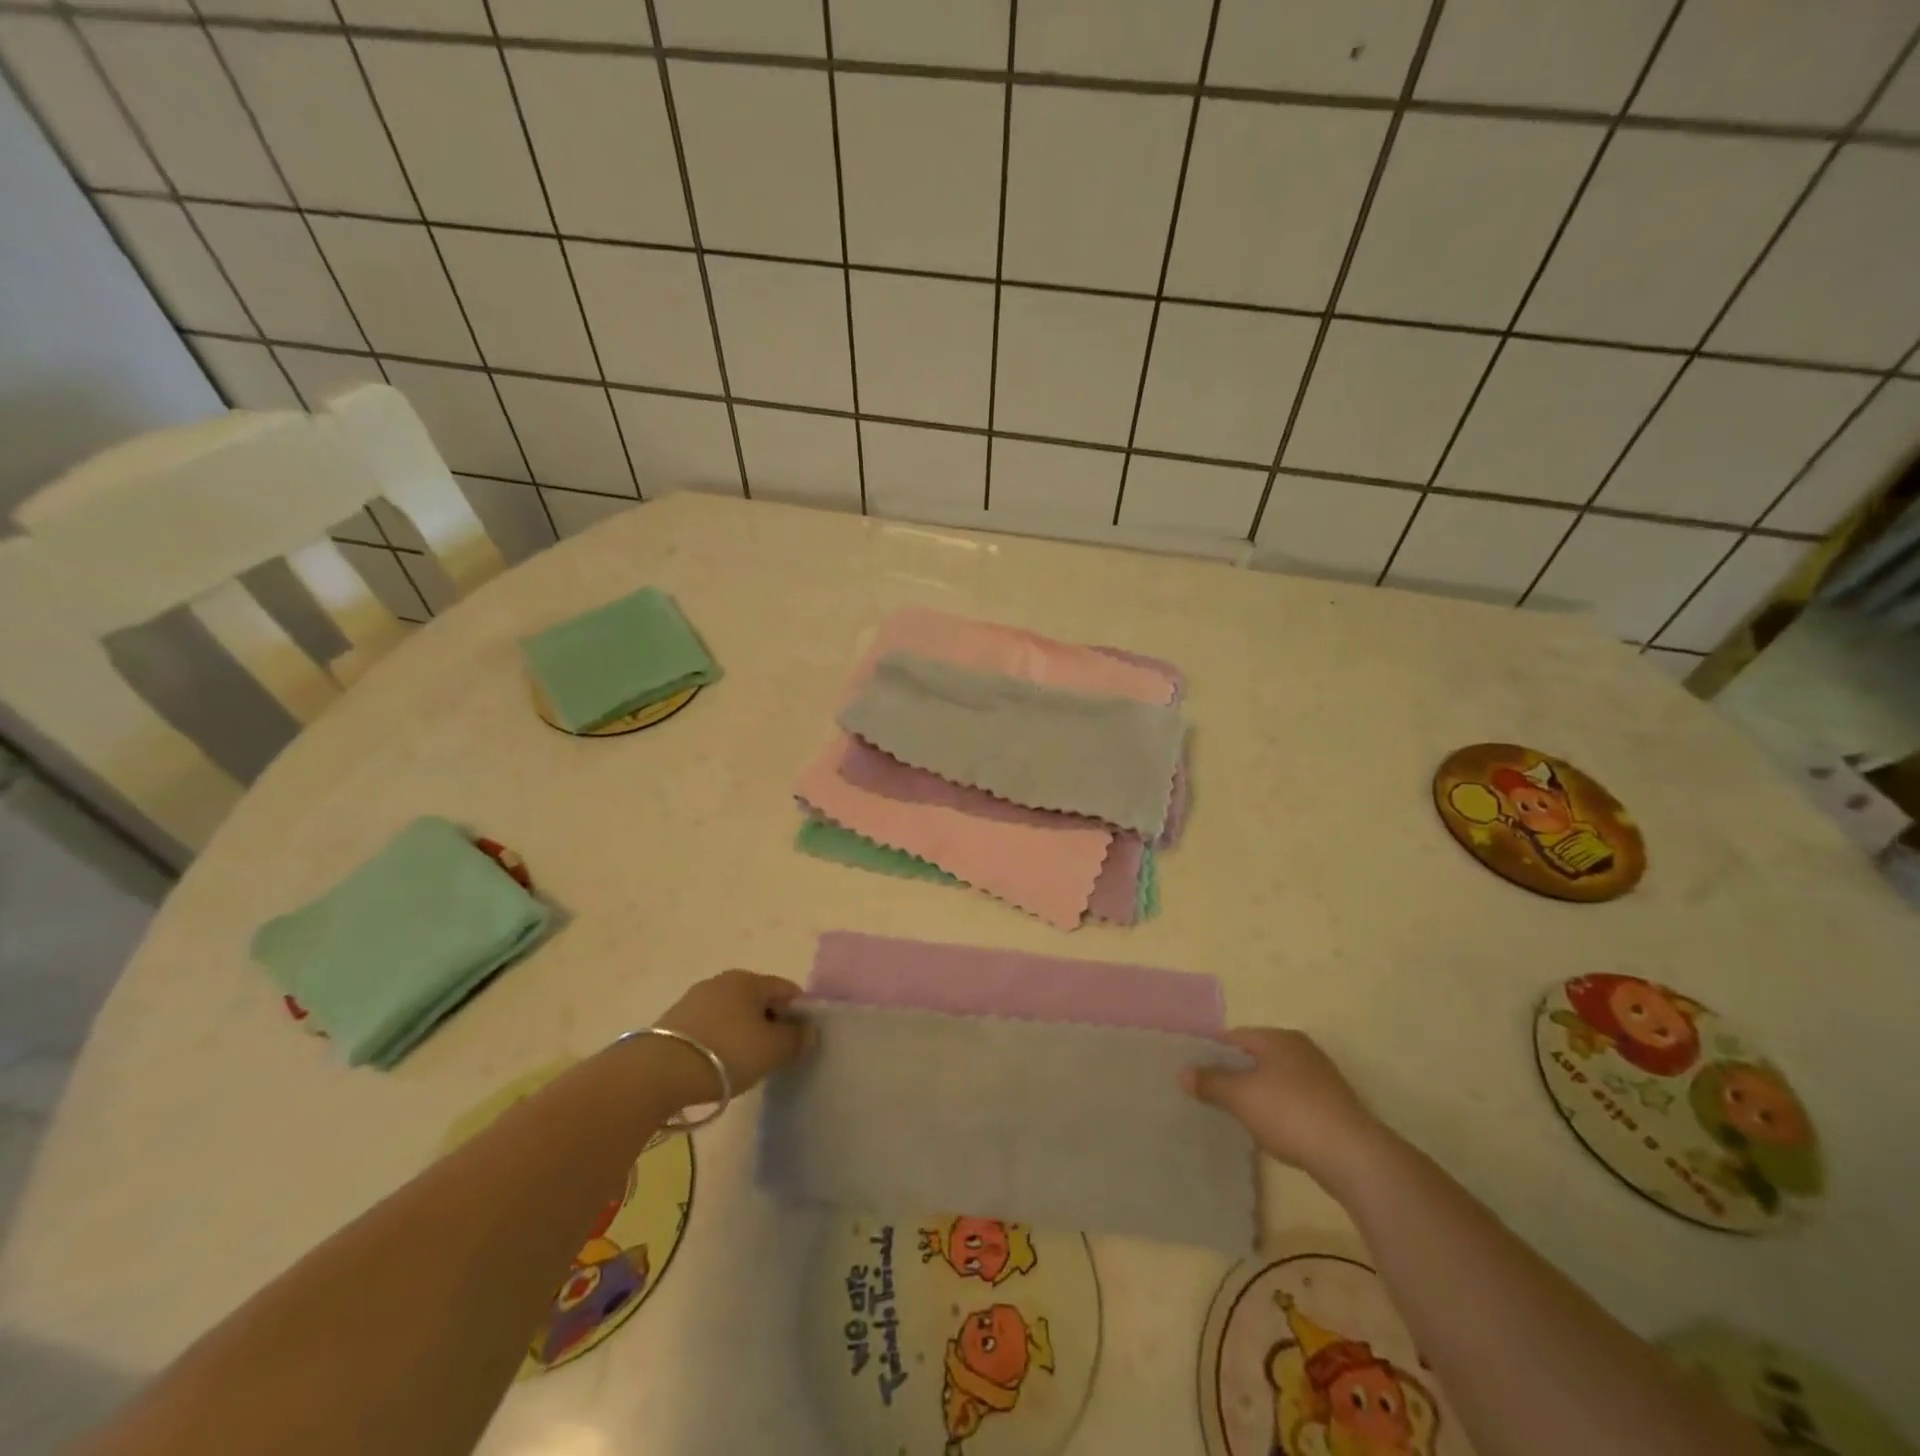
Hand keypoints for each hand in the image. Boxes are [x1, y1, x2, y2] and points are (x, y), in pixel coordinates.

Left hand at [654, 970, 808, 1102]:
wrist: (657, 1073)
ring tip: (743, 1064)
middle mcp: (722, 981)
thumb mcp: (772, 1050)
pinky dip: (719, 1041)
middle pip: (758, 1000)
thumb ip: (796, 1039)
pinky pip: (710, 1026)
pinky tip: (717, 1064)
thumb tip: (809, 1031)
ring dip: (743, 1033)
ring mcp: (695, 999)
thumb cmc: (726, 1054)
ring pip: (733, 1013)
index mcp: (749, 980)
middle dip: (770, 1023)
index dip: (799, 1014)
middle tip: (774, 1055)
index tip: (799, 1042)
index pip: (787, 990)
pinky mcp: (673, 1020)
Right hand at [1183, 1028, 1389, 1185]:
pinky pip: (1293, 1099)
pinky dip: (1278, 1109)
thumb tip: (1183, 1073)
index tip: (1194, 1076)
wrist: (1353, 1156)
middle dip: (1233, 1075)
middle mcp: (1301, 1049)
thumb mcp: (1240, 1097)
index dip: (1211, 1055)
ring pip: (1275, 1079)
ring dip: (1256, 1093)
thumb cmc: (1289, 1113)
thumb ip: (1210, 1082)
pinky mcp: (1333, 1105)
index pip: (1234, 1037)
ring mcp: (1321, 1077)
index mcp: (1278, 1038)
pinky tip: (1270, 1129)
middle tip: (1210, 1096)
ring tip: (1236, 1115)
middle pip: (1255, 1057)